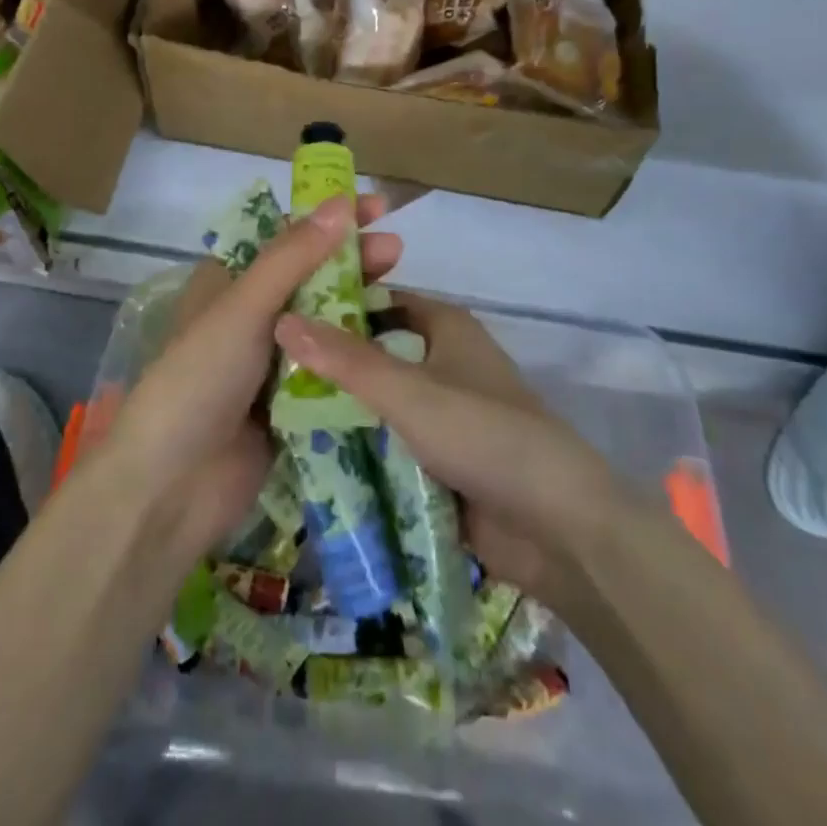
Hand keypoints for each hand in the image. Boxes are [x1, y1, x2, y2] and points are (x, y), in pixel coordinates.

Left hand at [99, 194, 402, 558]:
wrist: (171, 488)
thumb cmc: (199, 380)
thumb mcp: (243, 308)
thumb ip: (292, 257)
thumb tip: (341, 203)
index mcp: (228, 284)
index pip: (284, 236)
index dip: (327, 218)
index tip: (374, 207)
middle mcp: (250, 316)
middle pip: (309, 276)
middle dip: (351, 260)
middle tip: (396, 251)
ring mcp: (272, 362)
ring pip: (324, 322)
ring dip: (358, 304)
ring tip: (401, 291)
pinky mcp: (291, 403)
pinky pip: (330, 368)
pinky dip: (356, 352)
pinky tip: (391, 344)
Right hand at [274, 294, 642, 610]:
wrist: (559, 526)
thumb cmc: (485, 434)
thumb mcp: (409, 391)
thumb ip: (346, 360)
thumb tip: (281, 318)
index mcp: (446, 327)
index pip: (379, 300)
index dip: (335, 303)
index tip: (282, 315)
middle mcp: (445, 361)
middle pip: (376, 353)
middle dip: (330, 364)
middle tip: (267, 372)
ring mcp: (445, 414)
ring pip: (381, 402)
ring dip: (341, 411)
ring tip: (274, 415)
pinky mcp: (444, 460)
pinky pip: (392, 445)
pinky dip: (361, 449)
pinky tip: (310, 457)